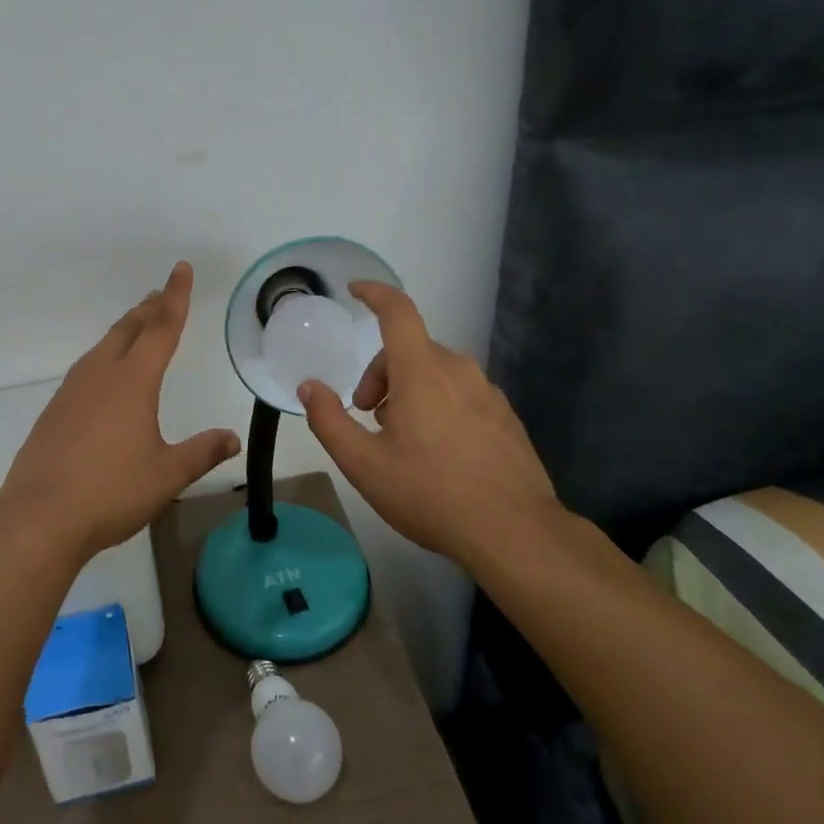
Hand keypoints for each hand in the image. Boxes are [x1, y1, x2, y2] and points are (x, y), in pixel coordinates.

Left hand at [0, 262, 240, 559]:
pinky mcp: (55, 410)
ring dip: (125, 330)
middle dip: (149, 309)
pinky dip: (104, 356)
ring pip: (103, 347)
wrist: (39, 516)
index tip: (180, 268)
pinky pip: (86, 368)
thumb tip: (232, 438)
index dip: (175, 297)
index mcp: (133, 382)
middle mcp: (101, 375)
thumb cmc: (111, 492)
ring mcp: (72, 391)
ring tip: (137, 324)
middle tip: (161, 292)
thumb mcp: (166, 475)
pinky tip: (103, 373)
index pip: (161, 329)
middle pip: (129, 330)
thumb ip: (201, 453)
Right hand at [297, 282, 559, 571]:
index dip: (375, 294)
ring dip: (408, 390)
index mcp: (422, 372)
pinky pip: (461, 393)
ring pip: (436, 372)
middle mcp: (458, 371)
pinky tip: (437, 452)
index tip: (355, 290)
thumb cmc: (431, 493)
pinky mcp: (505, 417)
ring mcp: (487, 393)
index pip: (398, 312)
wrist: (515, 534)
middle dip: (380, 373)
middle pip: (410, 349)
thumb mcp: (364, 464)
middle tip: (367, 415)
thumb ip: (329, 420)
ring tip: (400, 438)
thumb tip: (309, 387)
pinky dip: (438, 405)